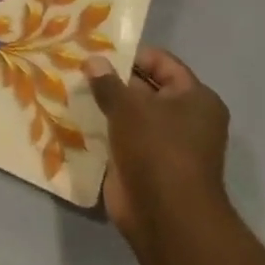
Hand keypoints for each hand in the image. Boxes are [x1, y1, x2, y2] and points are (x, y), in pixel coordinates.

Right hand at [89, 47, 230, 241]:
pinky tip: (74, 115)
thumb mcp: (129, 106)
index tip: (97, 48)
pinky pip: (120, 137)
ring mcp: (164, 144)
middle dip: (113, 78)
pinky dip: (102, 128)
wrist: (165, 216)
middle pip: (145, 87)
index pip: (162, 62)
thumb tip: (93, 59)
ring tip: (69, 86)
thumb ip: (108, 81)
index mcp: (195, 99)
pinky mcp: (144, 164)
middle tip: (77, 65)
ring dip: (104, 104)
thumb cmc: (157, 149)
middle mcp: (185, 119)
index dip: (131, 53)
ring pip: (130, 114)